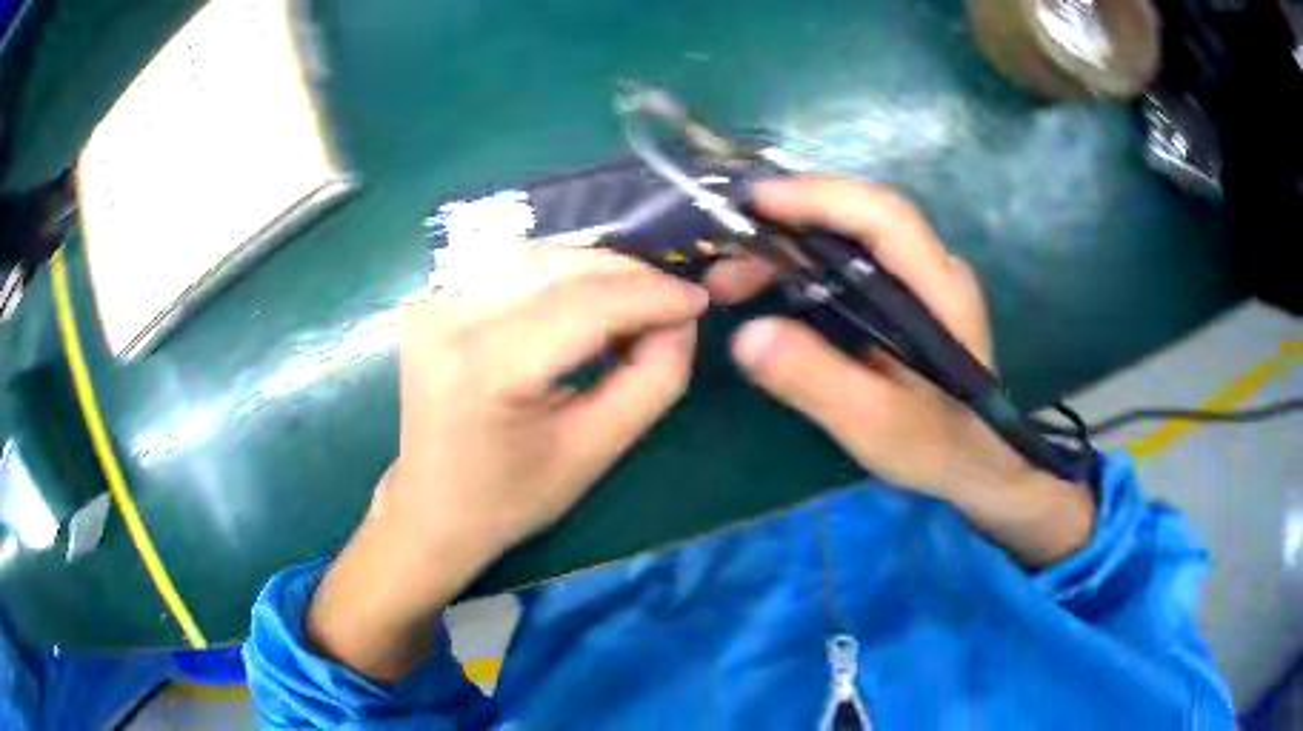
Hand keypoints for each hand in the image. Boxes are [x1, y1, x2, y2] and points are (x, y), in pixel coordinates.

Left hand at [309, 247, 706, 679]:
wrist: (430, 509)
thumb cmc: (512, 497)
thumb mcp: (596, 451)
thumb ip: (652, 381)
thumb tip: (681, 320)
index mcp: (485, 369)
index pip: (584, 304)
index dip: (651, 294)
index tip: (698, 299)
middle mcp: (448, 317)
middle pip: (559, 266)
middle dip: (628, 275)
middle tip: (672, 302)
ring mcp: (432, 302)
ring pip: (538, 256)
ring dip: (596, 271)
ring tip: (635, 304)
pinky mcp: (431, 299)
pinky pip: (510, 266)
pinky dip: (559, 275)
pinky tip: (585, 300)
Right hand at [706, 178, 1092, 565]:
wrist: (975, 462)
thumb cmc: (935, 446)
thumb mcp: (874, 425)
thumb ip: (817, 381)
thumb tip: (746, 336)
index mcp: (941, 289)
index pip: (883, 216)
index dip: (820, 198)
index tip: (755, 203)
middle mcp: (934, 268)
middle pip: (859, 216)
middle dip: (787, 222)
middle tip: (726, 257)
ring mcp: (920, 277)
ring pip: (849, 233)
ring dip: (788, 242)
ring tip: (734, 279)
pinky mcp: (904, 293)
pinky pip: (849, 256)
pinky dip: (802, 261)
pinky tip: (770, 285)